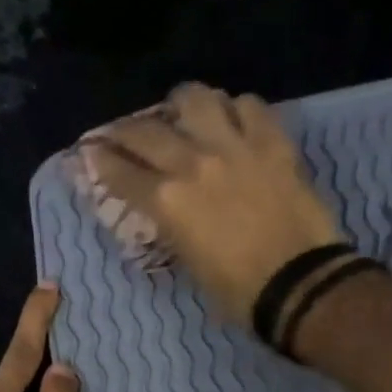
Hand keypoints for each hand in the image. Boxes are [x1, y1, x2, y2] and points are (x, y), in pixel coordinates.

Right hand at [79, 82, 341, 323]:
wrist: (299, 283)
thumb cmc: (239, 292)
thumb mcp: (191, 266)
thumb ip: (173, 230)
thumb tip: (168, 214)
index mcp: (168, 203)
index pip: (121, 173)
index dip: (100, 161)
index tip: (92, 152)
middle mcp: (193, 164)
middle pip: (147, 131)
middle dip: (126, 131)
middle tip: (124, 133)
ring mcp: (235, 147)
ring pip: (197, 98)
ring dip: (183, 104)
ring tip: (183, 113)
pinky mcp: (272, 143)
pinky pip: (249, 106)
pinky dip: (236, 109)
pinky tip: (236, 120)